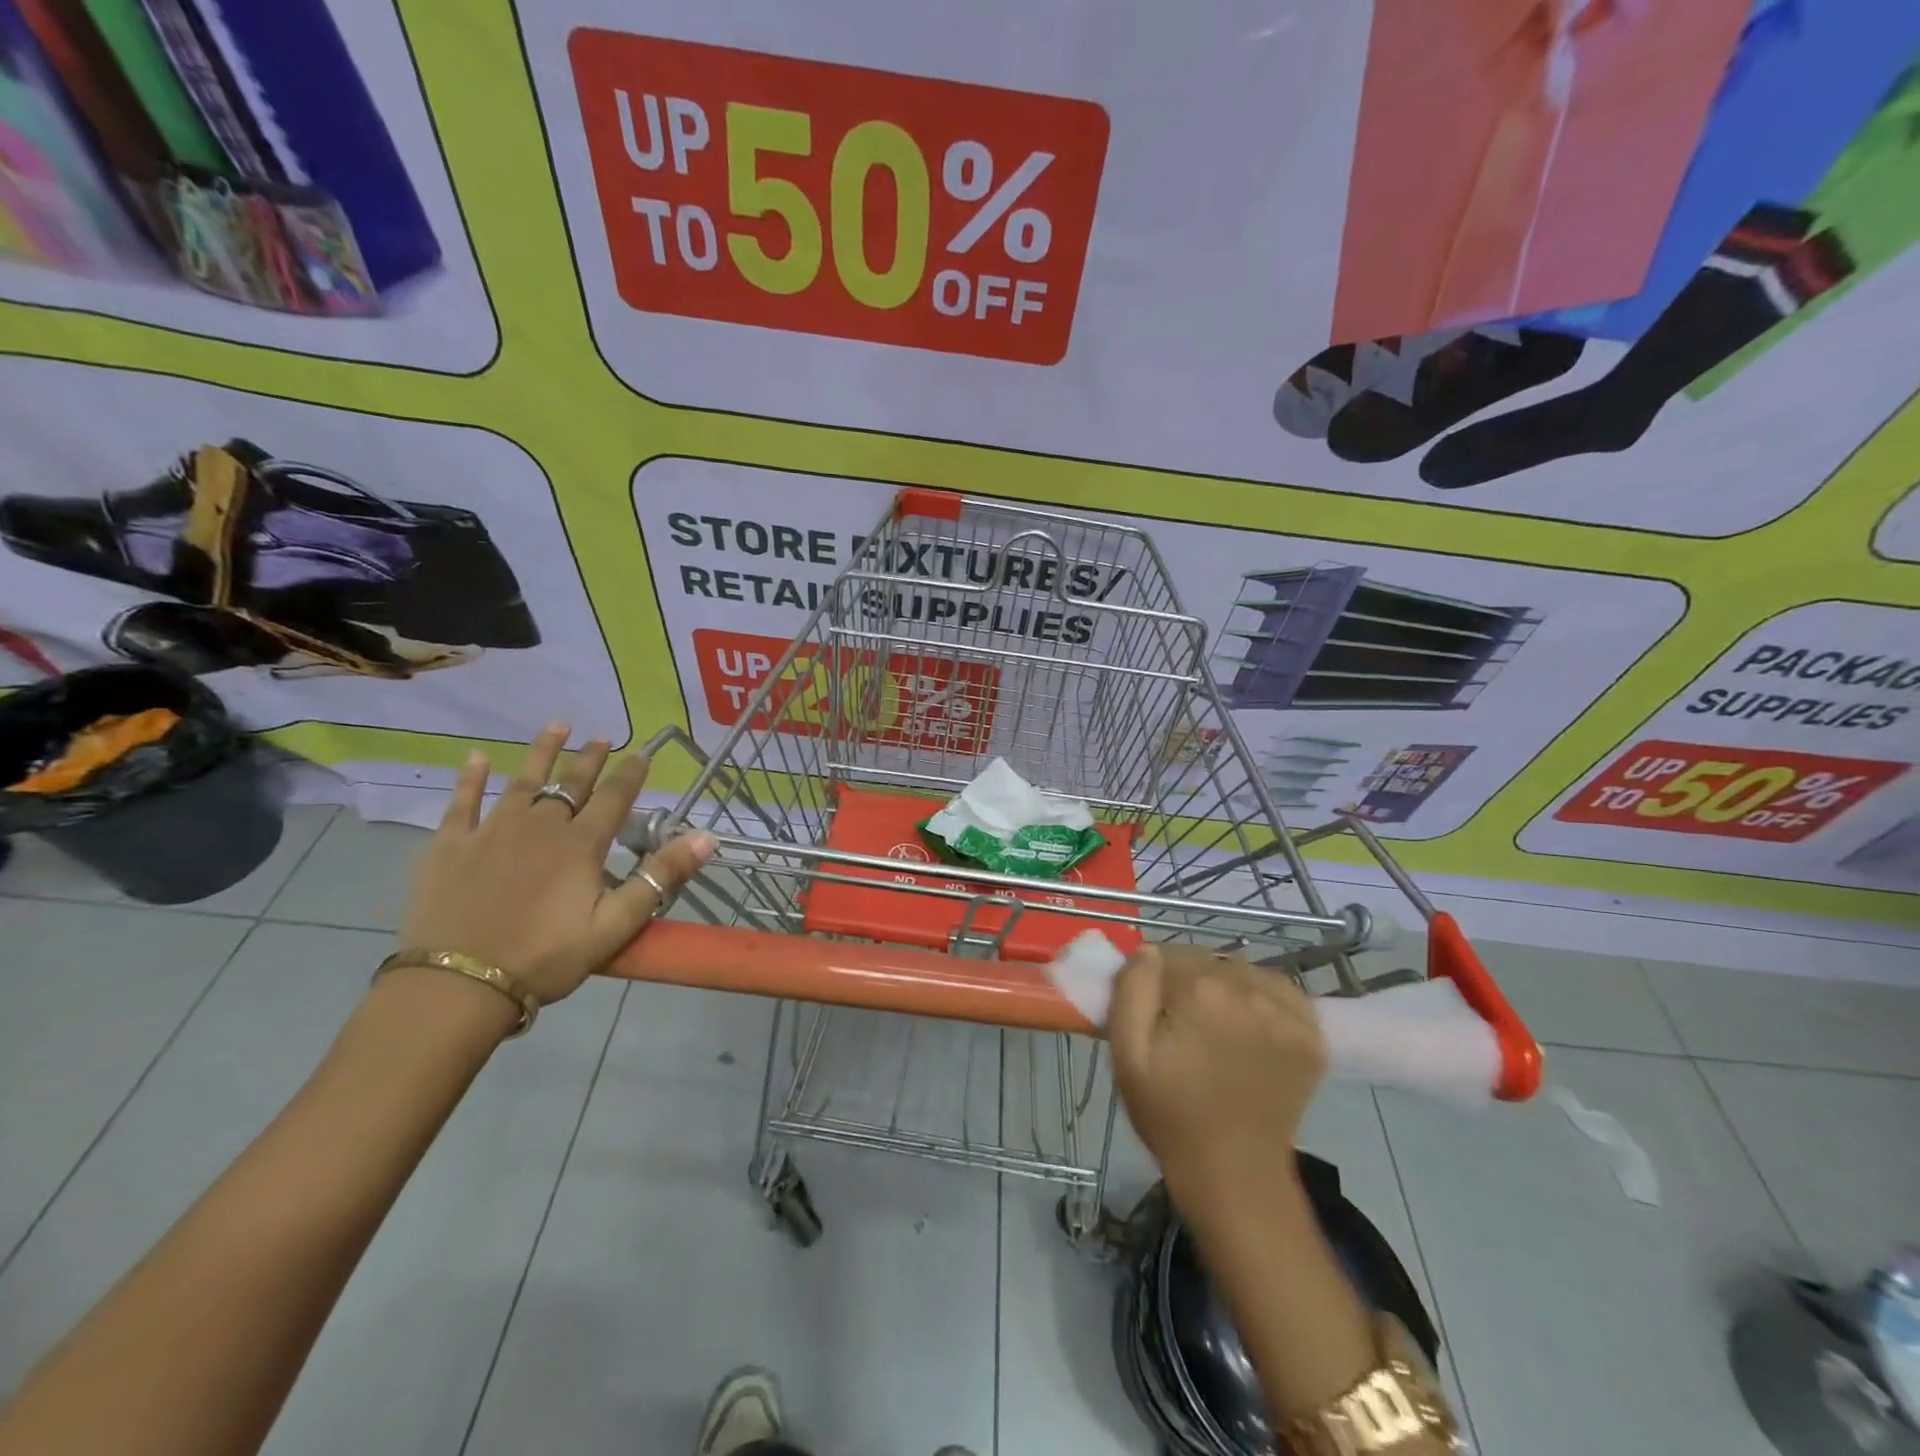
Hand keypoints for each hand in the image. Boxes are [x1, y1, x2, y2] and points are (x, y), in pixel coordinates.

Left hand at [399, 722, 716, 1007]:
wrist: (458, 984)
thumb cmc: (546, 957)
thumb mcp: (617, 924)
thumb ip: (661, 876)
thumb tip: (707, 836)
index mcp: (581, 844)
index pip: (614, 798)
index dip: (631, 774)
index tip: (642, 753)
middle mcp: (540, 825)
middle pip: (571, 783)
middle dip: (590, 758)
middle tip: (601, 737)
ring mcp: (491, 831)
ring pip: (522, 781)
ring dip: (541, 752)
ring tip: (557, 726)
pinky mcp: (450, 845)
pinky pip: (462, 802)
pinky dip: (471, 778)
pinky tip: (476, 758)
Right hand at [1109, 945, 1326, 1202]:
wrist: (1233, 1174)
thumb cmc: (1169, 1113)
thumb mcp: (1127, 1053)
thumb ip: (1132, 989)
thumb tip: (1147, 951)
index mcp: (1202, 991)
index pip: (1167, 955)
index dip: (1153, 981)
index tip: (1152, 1014)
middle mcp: (1250, 990)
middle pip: (1207, 961)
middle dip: (1189, 982)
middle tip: (1181, 1026)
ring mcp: (1288, 1012)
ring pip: (1242, 971)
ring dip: (1226, 986)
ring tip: (1216, 1027)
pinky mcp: (1312, 1033)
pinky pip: (1278, 989)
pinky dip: (1261, 998)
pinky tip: (1249, 1026)